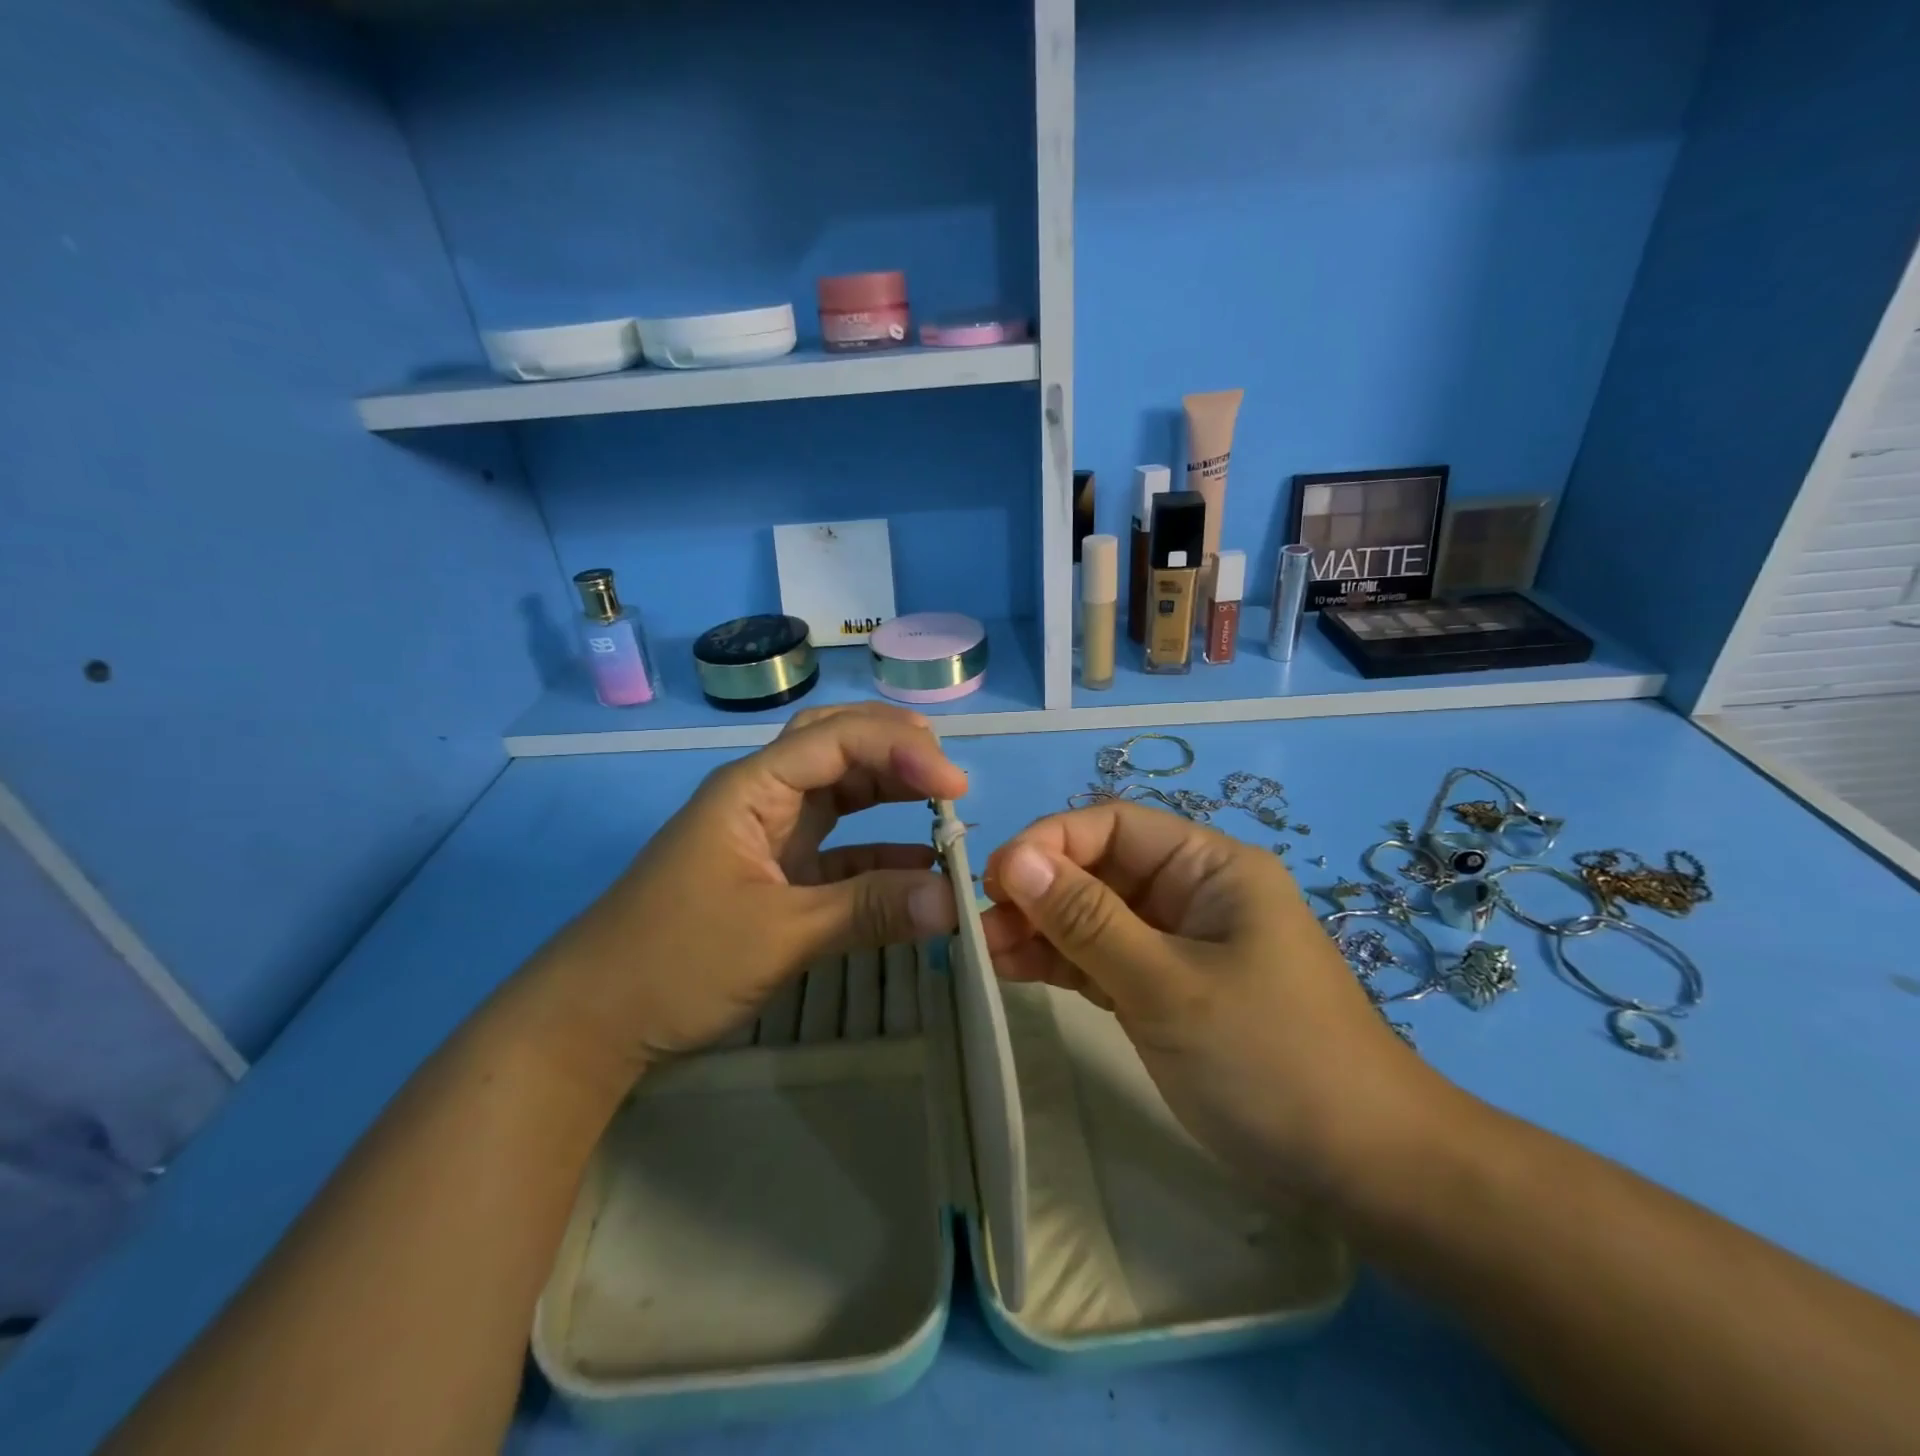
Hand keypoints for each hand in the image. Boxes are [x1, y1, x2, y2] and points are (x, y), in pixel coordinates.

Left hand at [528, 703, 966, 1078]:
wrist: (593, 1023)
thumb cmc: (675, 962)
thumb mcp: (779, 935)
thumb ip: (869, 910)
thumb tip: (955, 901)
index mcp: (753, 787)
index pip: (838, 739)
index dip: (902, 751)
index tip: (956, 788)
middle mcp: (764, 796)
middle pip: (838, 745)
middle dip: (896, 750)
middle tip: (949, 778)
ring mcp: (770, 834)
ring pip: (841, 791)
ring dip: (891, 793)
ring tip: (944, 806)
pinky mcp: (777, 873)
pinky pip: (840, 847)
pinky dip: (880, 849)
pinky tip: (919, 865)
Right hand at [980, 801, 1442, 1196]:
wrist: (1366, 1174)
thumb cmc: (1271, 1062)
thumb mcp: (1168, 986)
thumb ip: (1087, 920)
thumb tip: (1013, 858)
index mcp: (1209, 866)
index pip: (1112, 826)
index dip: (1048, 843)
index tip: (993, 881)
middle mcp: (1192, 892)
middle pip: (1097, 871)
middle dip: (1037, 893)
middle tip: (979, 931)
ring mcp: (1179, 943)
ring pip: (1094, 917)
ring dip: (1040, 930)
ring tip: (984, 955)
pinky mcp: (1167, 989)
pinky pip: (1104, 960)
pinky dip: (1062, 964)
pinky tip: (1014, 971)